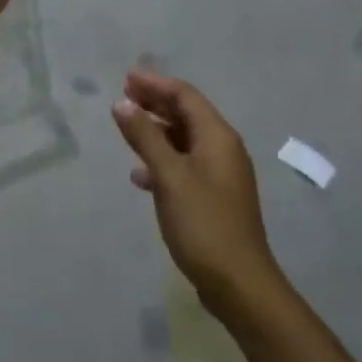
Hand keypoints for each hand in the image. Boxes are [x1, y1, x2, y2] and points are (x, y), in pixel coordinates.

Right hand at [112, 70, 281, 316]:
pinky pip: (184, 165)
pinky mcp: (213, 198)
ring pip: (184, 140)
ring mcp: (220, 175)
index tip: (126, 78)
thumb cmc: (204, 224)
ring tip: (126, 128)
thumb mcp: (169, 177)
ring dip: (156, 130)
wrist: (238, 283)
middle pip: (186, 114)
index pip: (185, 96)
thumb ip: (145, 137)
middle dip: (155, 103)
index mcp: (218, 137)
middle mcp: (222, 149)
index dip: (155, 84)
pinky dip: (162, 160)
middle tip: (123, 95)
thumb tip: (122, 103)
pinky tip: (140, 174)